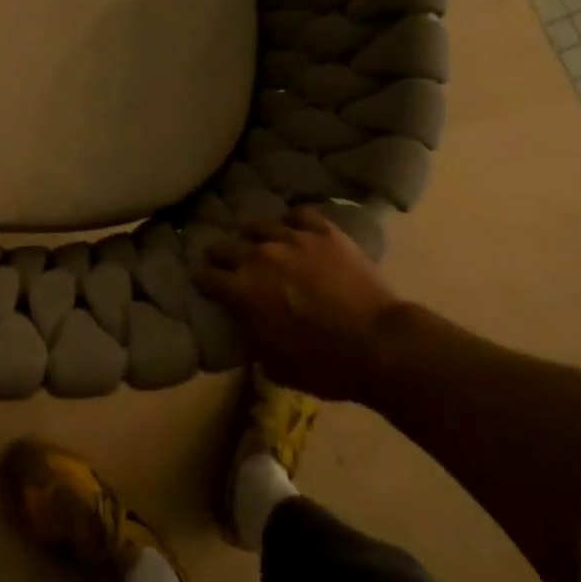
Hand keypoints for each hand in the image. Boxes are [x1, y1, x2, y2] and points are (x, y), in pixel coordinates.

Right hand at [194, 206, 406, 401]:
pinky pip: (300, 214)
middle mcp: (260, 257)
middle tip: (222, 260)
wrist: (379, 344)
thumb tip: (251, 327)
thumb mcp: (275, 366)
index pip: (207, 277)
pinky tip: (294, 227)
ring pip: (261, 226)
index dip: (201, 280)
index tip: (201, 281)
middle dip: (220, 254)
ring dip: (255, 235)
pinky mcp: (324, 232)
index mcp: (242, 290)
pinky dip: (293, 220)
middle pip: (226, 246)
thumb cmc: (324, 365)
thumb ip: (254, 339)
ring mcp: (293, 239)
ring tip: (259, 240)